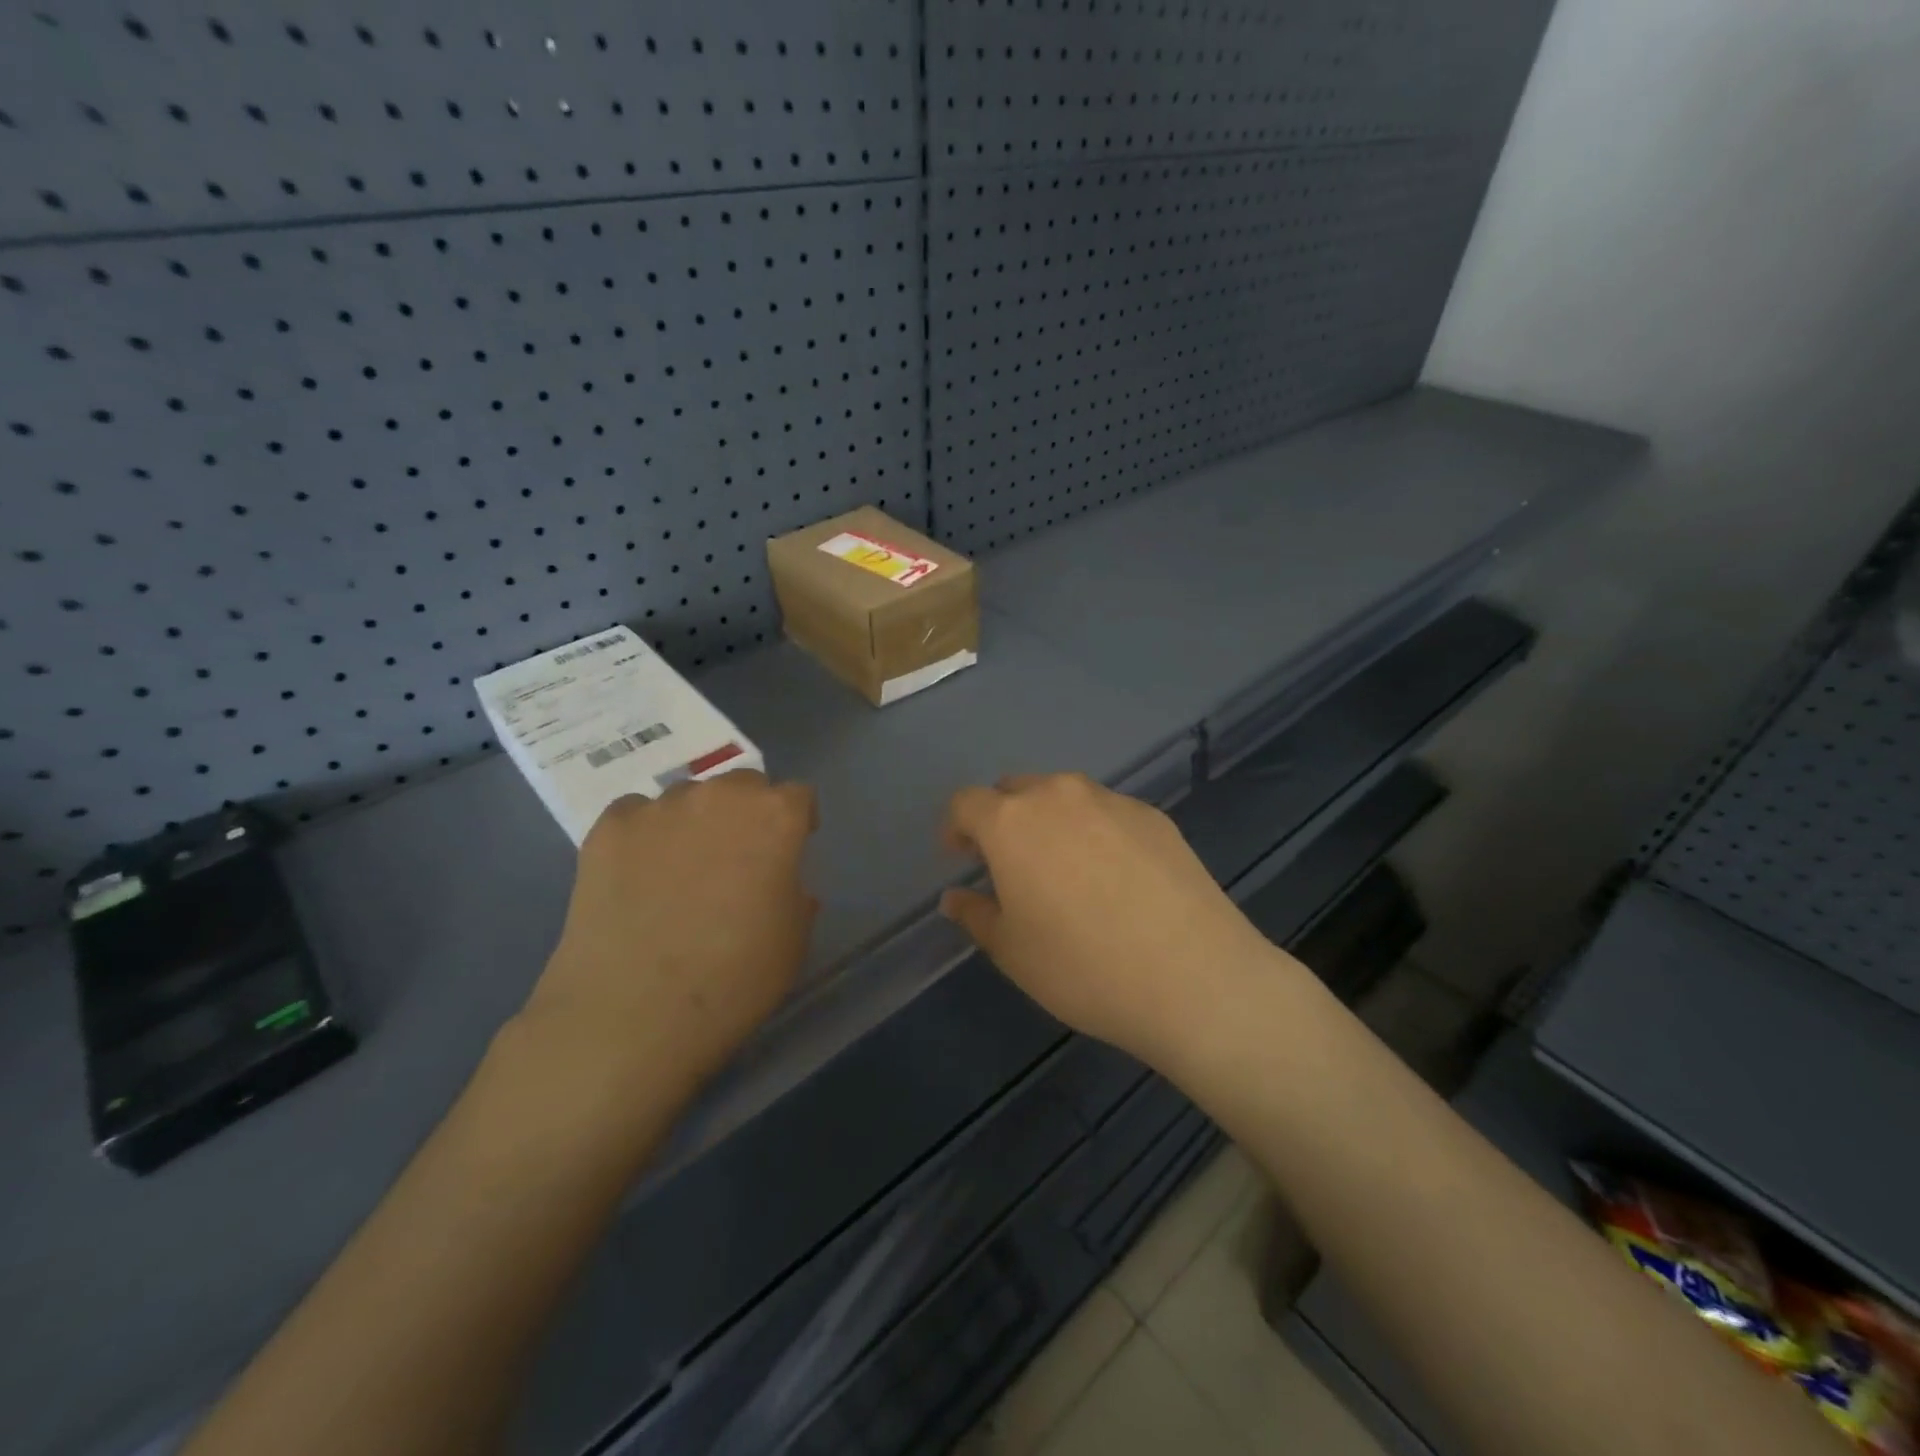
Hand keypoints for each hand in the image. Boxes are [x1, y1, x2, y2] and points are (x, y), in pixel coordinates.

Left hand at [516, 771, 818, 1113]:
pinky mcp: (608, 828)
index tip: (791, 847)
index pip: (798, 796)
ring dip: (695, 821)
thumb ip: (794, 894)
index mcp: (776, 817)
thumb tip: (780, 882)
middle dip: (746, 812)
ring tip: (680, 869)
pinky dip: (643, 834)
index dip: (798, 821)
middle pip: (742, 785)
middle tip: (736, 857)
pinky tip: (637, 874)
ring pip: (688, 797)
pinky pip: (636, 815)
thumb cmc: (735, 979)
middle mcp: (720, 796)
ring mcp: (660, 808)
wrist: (634, 1014)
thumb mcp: (793, 940)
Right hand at [939, 774, 1278, 1065]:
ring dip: (1050, 821)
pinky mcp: (1154, 815)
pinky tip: (1116, 877)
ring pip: (1064, 797)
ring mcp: (1111, 801)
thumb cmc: (1083, 967)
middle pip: (1015, 790)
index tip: (962, 858)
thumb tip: (954, 898)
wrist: (1193, 975)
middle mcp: (1058, 795)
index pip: (967, 802)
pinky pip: (1107, 812)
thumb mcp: (1013, 952)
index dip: (957, 827)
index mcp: (1012, 822)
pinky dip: (1095, 831)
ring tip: (1065, 870)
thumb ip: (975, 915)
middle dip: (1003, 819)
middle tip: (1010, 864)